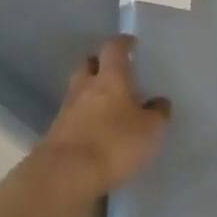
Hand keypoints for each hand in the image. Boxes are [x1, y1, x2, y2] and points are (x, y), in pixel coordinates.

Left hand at [38, 37, 170, 200]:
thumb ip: (157, 114)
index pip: (114, 48)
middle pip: (88, 63)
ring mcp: (67, 108)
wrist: (66, 174)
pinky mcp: (56, 132)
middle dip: (100, 64)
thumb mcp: (150, 131)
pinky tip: (94, 129)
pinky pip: (72, 114)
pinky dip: (83, 116)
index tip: (131, 43)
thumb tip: (160, 101)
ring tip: (106, 104)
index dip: (123, 43)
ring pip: (78, 89)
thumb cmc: (114, 143)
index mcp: (111, 77)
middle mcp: (86, 86)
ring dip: (89, 91)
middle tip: (114, 72)